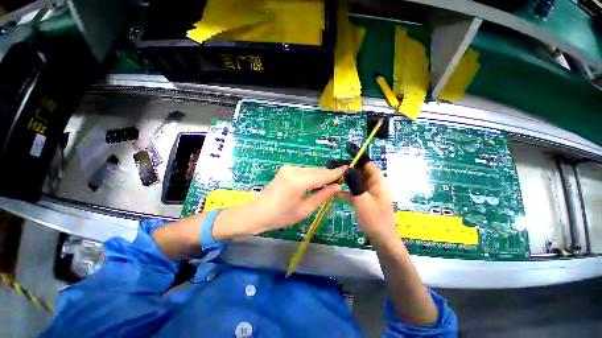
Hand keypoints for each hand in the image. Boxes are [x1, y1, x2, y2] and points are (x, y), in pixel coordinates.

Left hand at [213, 166, 344, 239]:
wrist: (257, 213)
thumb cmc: (280, 216)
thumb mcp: (304, 210)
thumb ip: (322, 196)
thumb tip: (337, 187)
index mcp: (298, 182)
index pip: (322, 175)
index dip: (336, 173)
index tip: (348, 170)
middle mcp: (294, 170)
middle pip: (317, 171)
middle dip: (329, 175)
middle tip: (340, 180)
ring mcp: (288, 168)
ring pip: (311, 170)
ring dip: (320, 175)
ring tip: (329, 183)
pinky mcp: (285, 169)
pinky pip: (303, 170)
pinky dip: (311, 175)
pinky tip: (315, 182)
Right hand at [339, 162, 397, 245]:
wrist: (382, 240)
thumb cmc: (374, 218)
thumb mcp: (362, 199)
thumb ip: (354, 183)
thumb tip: (347, 168)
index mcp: (378, 181)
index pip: (367, 163)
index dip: (357, 156)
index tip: (345, 150)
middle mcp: (375, 184)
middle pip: (361, 171)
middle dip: (348, 168)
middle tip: (333, 165)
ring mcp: (371, 192)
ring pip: (357, 181)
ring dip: (346, 179)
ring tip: (333, 176)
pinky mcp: (366, 199)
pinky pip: (356, 191)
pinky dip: (348, 190)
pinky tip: (336, 192)